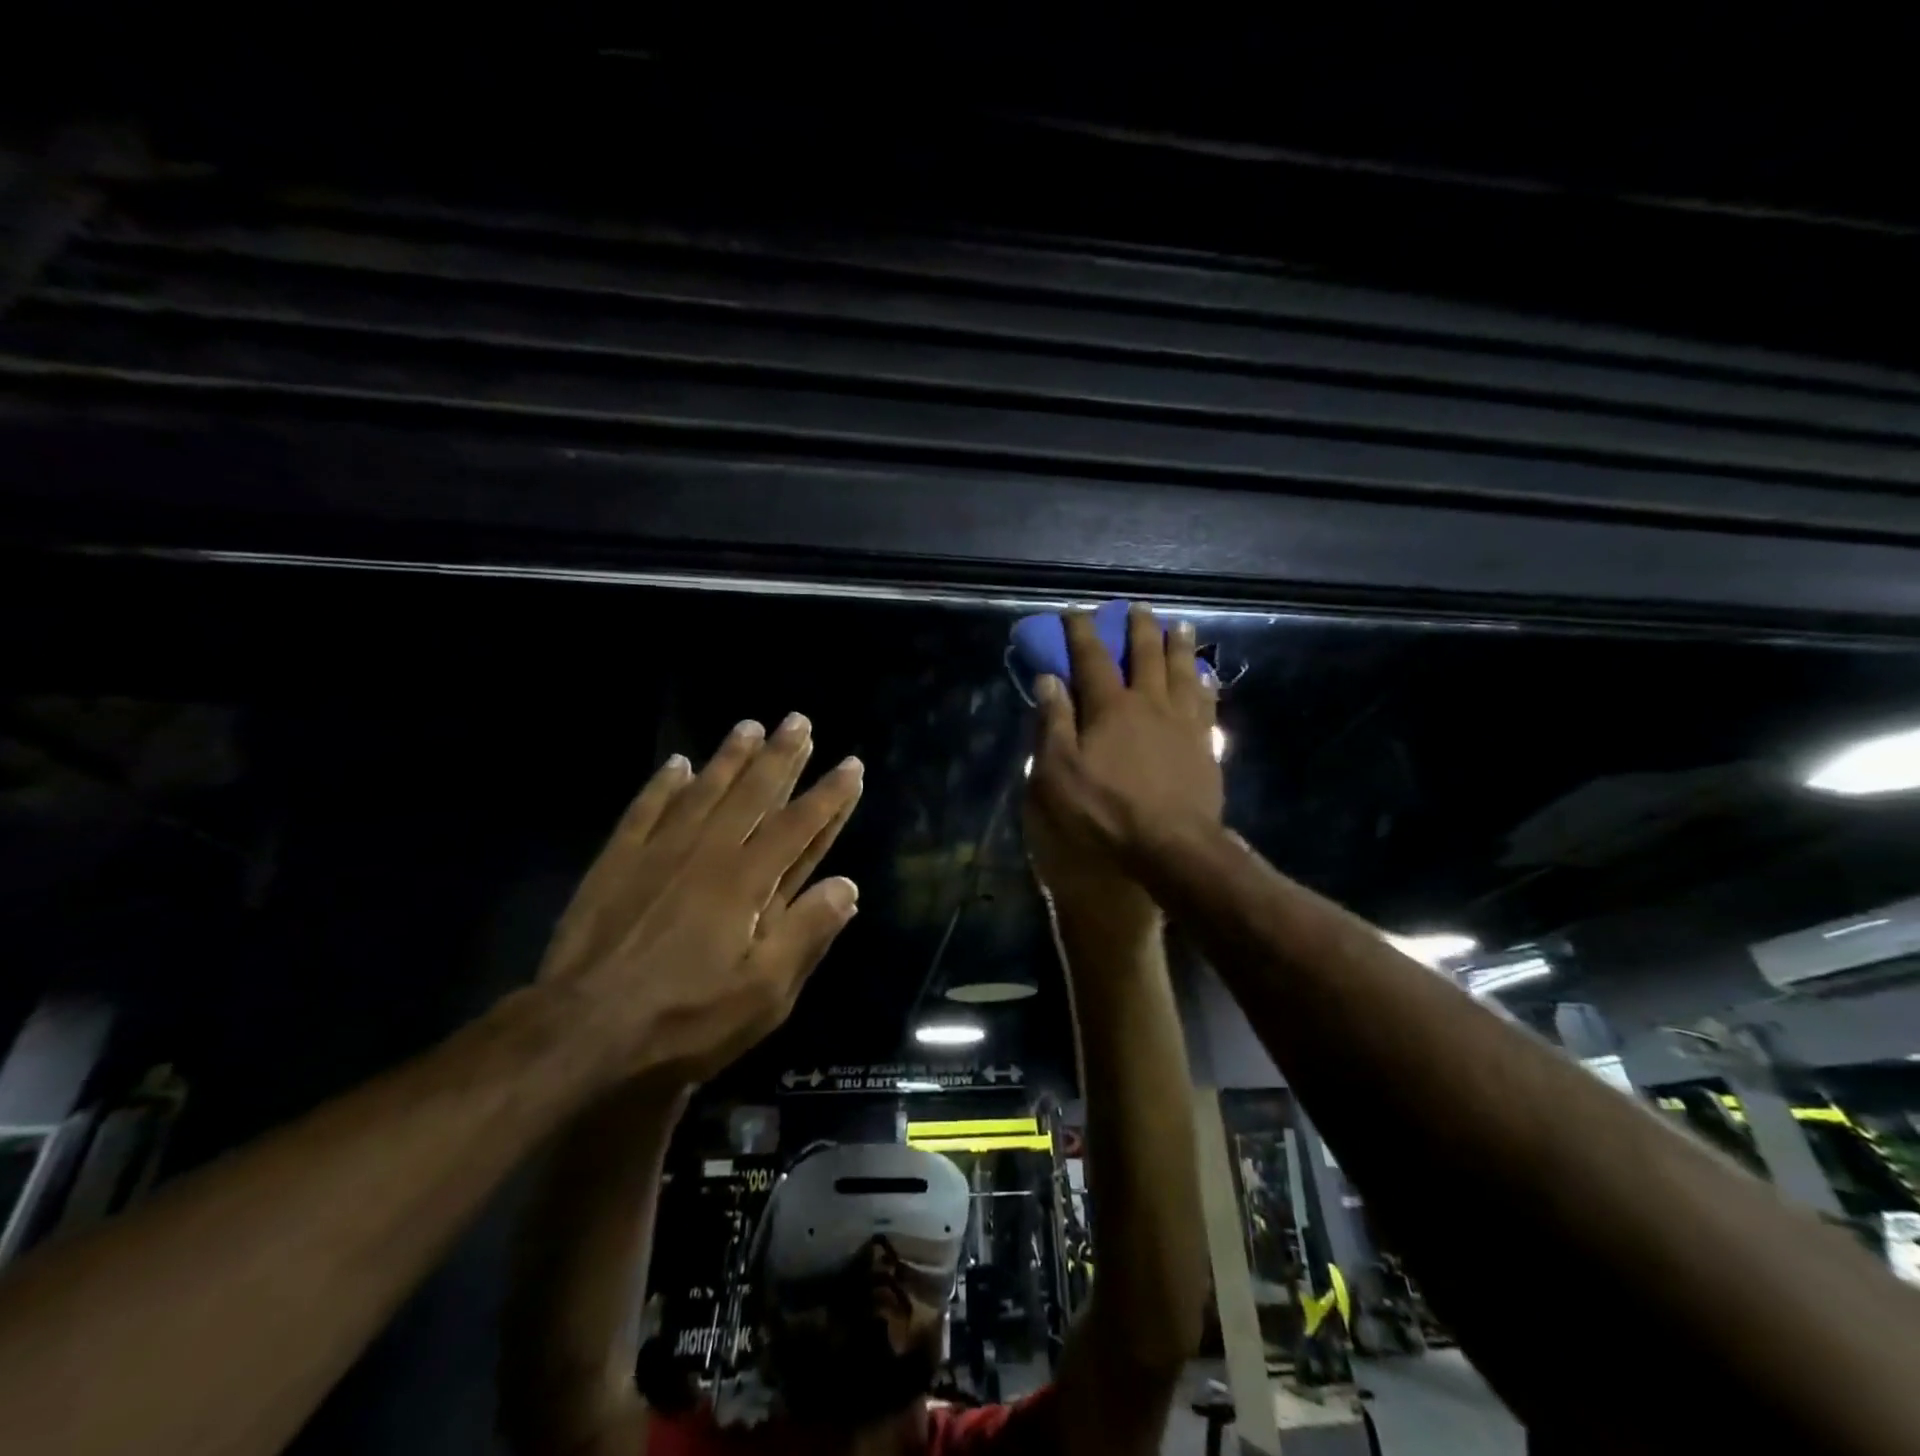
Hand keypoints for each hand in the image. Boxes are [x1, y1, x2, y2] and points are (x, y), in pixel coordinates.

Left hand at [537, 714, 863, 1084]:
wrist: (579, 1036)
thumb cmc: (683, 1021)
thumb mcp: (763, 995)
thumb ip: (806, 934)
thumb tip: (847, 885)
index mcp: (746, 882)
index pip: (799, 826)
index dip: (829, 795)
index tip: (851, 765)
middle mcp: (706, 853)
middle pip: (752, 794)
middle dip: (781, 757)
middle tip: (799, 721)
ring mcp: (657, 853)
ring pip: (703, 791)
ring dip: (729, 757)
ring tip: (749, 726)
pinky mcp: (615, 864)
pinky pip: (645, 810)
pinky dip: (663, 785)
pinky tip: (676, 764)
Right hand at [1027, 604, 1221, 876]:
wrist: (1172, 847)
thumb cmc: (1106, 812)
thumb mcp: (1059, 773)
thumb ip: (1053, 723)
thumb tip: (1049, 679)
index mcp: (1111, 708)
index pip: (1092, 659)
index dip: (1082, 632)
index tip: (1075, 612)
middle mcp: (1150, 704)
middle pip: (1146, 655)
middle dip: (1138, 628)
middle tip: (1137, 607)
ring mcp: (1184, 723)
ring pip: (1183, 672)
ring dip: (1178, 645)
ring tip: (1179, 625)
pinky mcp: (1206, 745)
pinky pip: (1207, 703)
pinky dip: (1205, 683)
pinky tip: (1206, 677)